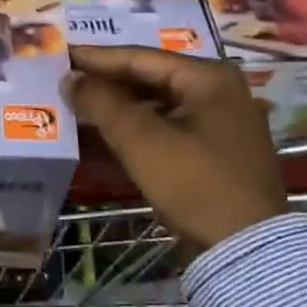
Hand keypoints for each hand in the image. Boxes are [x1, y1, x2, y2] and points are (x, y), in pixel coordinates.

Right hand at [62, 46, 286, 251]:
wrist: (246, 251)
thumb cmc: (194, 184)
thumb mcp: (141, 140)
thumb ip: (102, 103)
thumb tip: (70, 78)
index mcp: (209, 77)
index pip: (140, 58)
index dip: (96, 58)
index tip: (60, 54)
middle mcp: (219, 90)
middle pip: (149, 78)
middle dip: (106, 83)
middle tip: (65, 80)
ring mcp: (220, 121)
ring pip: (156, 104)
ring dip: (117, 107)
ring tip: (77, 105)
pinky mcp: (214, 150)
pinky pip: (166, 126)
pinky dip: (136, 128)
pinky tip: (104, 132)